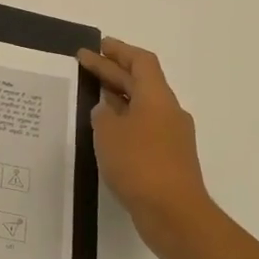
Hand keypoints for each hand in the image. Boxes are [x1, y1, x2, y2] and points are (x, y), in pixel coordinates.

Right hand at [78, 38, 216, 253]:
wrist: (173, 213)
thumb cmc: (139, 164)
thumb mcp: (108, 133)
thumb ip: (103, 115)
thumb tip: (107, 109)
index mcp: (157, 98)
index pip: (141, 62)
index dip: (119, 50)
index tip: (98, 45)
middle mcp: (168, 111)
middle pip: (141, 81)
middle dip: (112, 70)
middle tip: (84, 62)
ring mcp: (171, 136)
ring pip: (142, 105)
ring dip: (118, 96)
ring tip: (92, 94)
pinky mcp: (168, 158)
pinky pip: (143, 127)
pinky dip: (124, 121)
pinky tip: (106, 131)